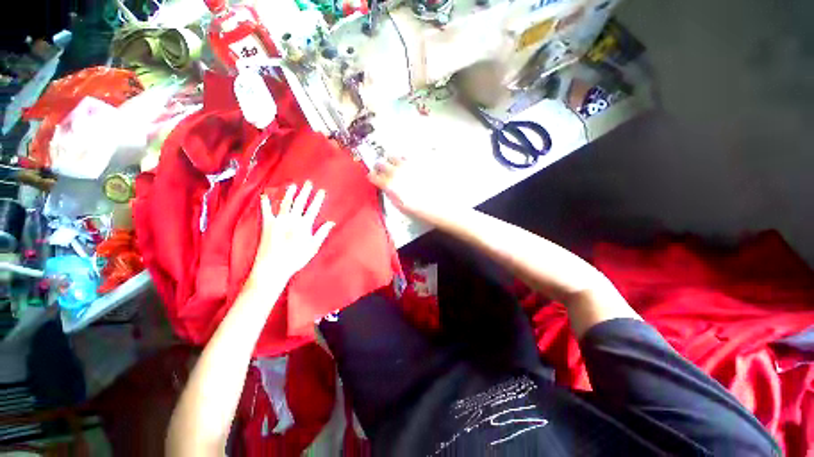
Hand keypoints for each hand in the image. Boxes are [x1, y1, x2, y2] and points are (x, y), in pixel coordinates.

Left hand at [249, 181, 334, 284]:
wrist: (273, 267)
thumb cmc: (296, 258)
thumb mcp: (313, 247)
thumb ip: (321, 233)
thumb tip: (331, 222)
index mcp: (304, 225)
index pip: (313, 208)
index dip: (318, 199)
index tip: (321, 191)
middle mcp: (291, 220)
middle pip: (299, 202)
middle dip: (305, 192)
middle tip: (308, 183)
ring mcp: (278, 221)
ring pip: (285, 203)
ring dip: (289, 193)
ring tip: (293, 185)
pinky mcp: (267, 225)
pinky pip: (266, 211)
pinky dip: (265, 203)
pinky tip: (265, 195)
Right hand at [368, 156, 447, 219]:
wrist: (445, 204)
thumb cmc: (423, 210)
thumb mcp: (403, 207)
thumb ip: (392, 195)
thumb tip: (387, 188)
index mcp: (391, 185)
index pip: (375, 177)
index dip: (372, 176)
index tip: (373, 176)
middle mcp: (398, 171)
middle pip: (382, 163)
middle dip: (380, 166)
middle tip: (382, 168)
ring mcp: (410, 164)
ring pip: (395, 156)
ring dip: (393, 160)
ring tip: (396, 164)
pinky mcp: (421, 160)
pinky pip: (410, 155)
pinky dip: (407, 159)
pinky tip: (410, 163)